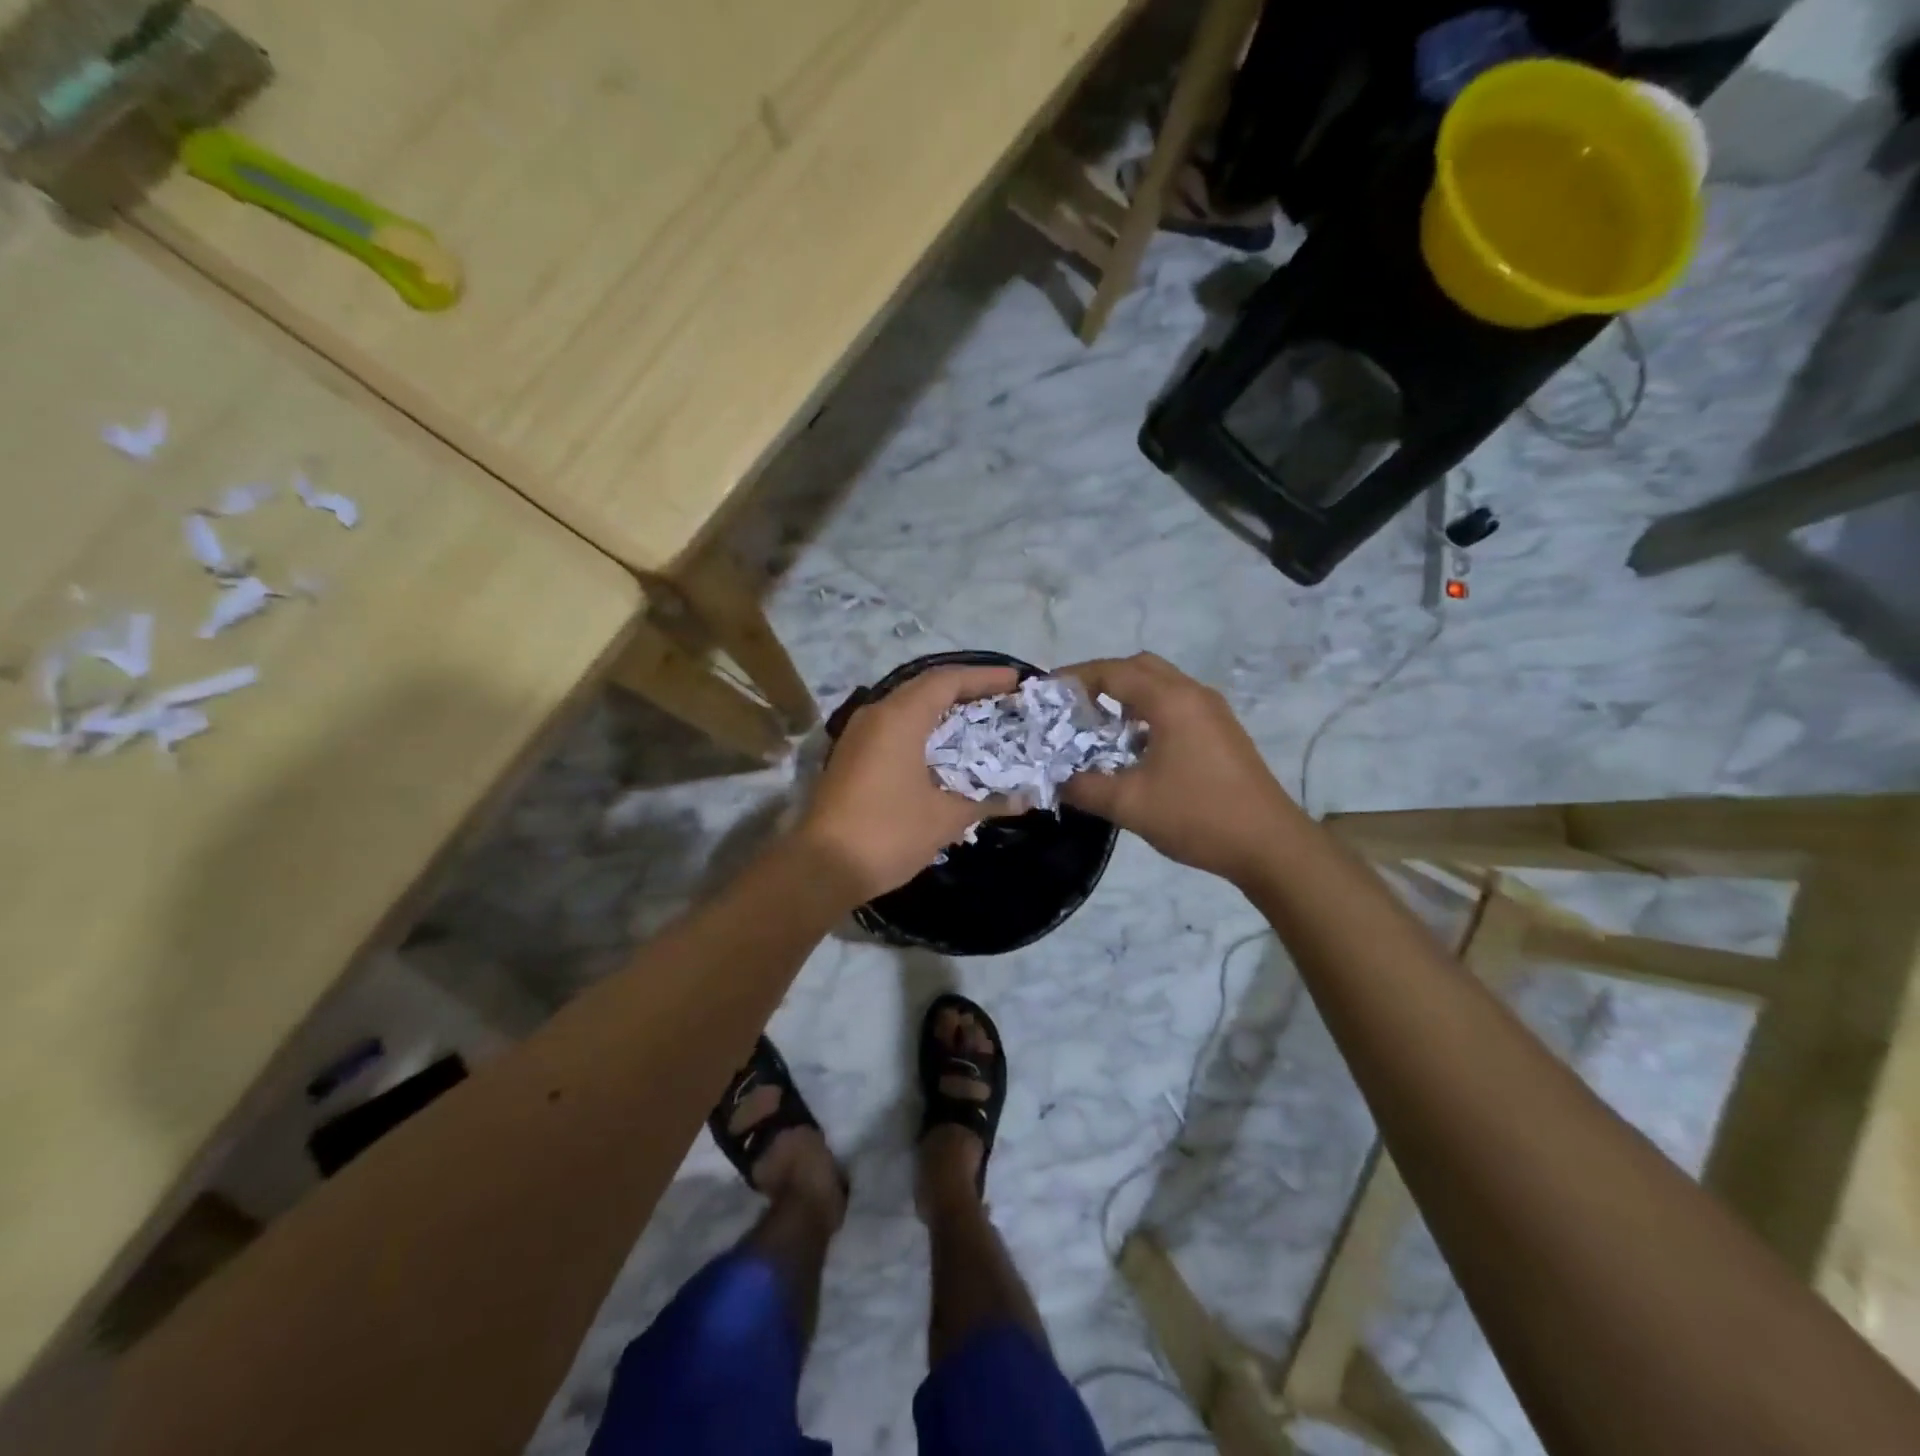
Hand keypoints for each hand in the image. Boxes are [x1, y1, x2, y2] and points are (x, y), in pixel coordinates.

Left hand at [799, 665, 1019, 901]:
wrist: (821, 866)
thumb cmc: (887, 833)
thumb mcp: (944, 818)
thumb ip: (986, 801)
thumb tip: (1024, 799)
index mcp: (900, 717)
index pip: (947, 680)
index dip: (984, 677)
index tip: (1016, 681)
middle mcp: (876, 715)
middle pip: (927, 688)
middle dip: (966, 690)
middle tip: (1002, 701)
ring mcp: (859, 735)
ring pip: (908, 707)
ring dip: (943, 710)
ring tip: (978, 722)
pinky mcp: (851, 757)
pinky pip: (894, 728)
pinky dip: (924, 730)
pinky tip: (944, 751)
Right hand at [1059, 653, 1305, 885]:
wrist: (1269, 845)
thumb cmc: (1198, 816)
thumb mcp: (1129, 804)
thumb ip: (1084, 787)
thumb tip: (1056, 780)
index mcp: (1170, 701)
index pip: (1112, 671)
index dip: (1075, 677)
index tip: (1046, 693)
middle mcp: (1193, 694)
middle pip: (1139, 667)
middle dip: (1101, 680)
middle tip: (1072, 707)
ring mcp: (1212, 711)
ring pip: (1160, 685)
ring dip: (1126, 697)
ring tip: (1097, 727)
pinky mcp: (1222, 731)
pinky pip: (1176, 704)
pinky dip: (1147, 712)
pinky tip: (1134, 747)